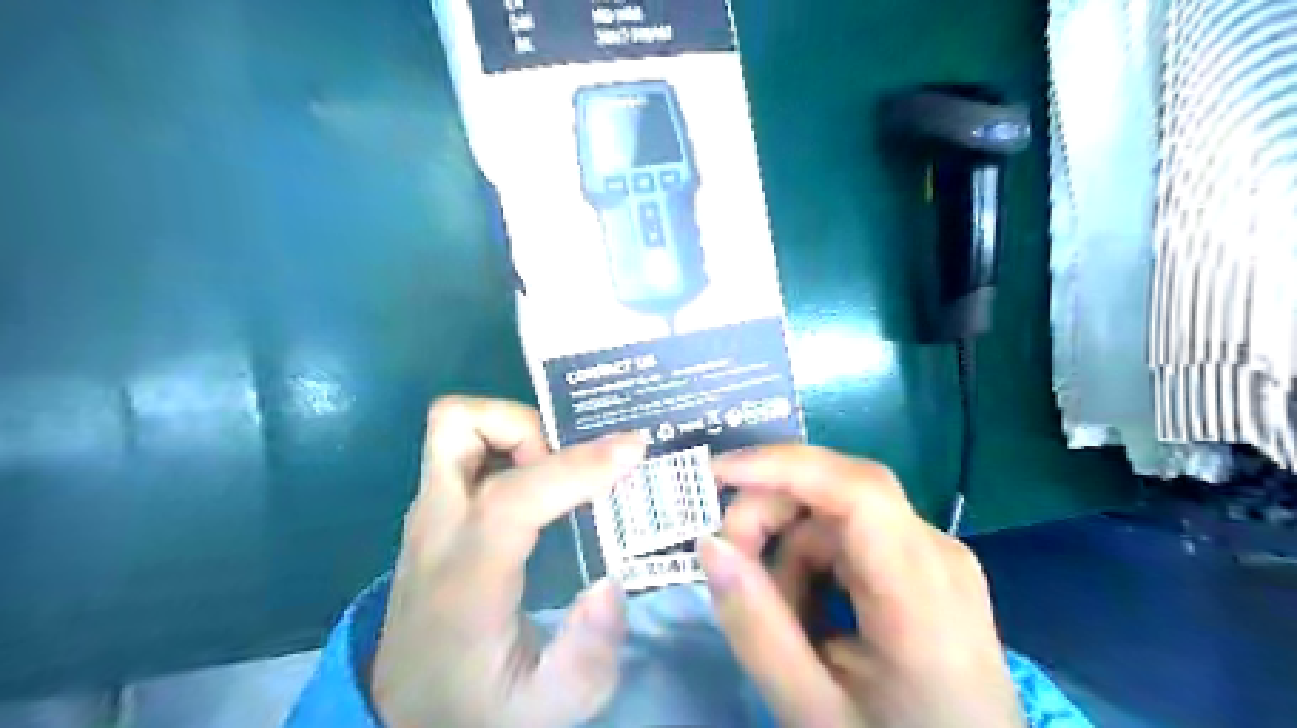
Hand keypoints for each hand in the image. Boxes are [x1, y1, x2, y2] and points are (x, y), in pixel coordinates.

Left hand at [370, 398, 642, 727]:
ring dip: (514, 430)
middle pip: (459, 428)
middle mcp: (436, 530)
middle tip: (571, 465)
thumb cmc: (479, 706)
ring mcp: (427, 515)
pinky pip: (463, 448)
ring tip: (556, 472)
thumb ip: (589, 657)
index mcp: (465, 580)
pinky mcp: (432, 512)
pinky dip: (504, 444)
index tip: (633, 450)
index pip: (511, 499)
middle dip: (528, 426)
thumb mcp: (548, 708)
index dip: (575, 467)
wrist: (406, 713)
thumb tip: (610, 582)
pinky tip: (538, 482)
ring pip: (454, 426)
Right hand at [701, 442, 1023, 727]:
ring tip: (779, 619)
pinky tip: (808, 616)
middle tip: (730, 565)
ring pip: (835, 515)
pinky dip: (812, 564)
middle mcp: (936, 552)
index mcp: (924, 593)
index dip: (782, 467)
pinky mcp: (923, 563)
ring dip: (788, 551)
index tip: (715, 476)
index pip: (857, 490)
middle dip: (771, 514)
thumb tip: (709, 544)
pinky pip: (849, 537)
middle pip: (838, 491)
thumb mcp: (812, 709)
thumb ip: (756, 627)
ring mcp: (934, 553)